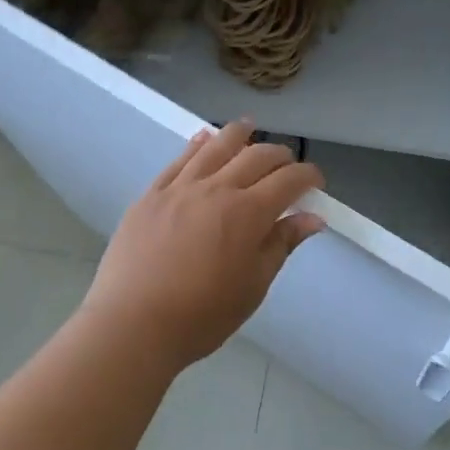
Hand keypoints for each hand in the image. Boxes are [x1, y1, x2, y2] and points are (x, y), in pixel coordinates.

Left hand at [79, 121, 324, 373]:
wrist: (133, 323)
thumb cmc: (202, 315)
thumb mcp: (253, 286)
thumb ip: (281, 244)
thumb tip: (313, 218)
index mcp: (248, 213)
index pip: (289, 180)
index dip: (308, 176)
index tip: (316, 182)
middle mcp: (217, 189)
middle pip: (256, 156)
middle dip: (279, 155)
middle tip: (287, 163)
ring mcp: (180, 188)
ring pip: (215, 147)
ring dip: (238, 134)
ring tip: (248, 126)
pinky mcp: (151, 194)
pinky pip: (179, 160)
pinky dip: (197, 144)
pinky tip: (203, 138)